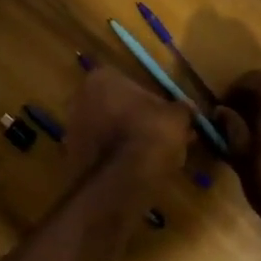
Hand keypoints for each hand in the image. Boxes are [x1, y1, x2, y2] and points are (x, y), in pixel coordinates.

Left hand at [69, 66, 190, 181]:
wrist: (120, 182)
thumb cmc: (149, 135)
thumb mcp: (176, 118)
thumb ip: (181, 109)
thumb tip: (188, 108)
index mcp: (101, 78)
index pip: (130, 83)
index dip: (151, 102)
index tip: (167, 118)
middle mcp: (80, 98)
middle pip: (115, 106)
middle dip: (138, 120)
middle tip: (162, 137)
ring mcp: (72, 127)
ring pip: (107, 130)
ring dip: (127, 140)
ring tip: (154, 157)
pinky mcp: (72, 156)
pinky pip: (101, 152)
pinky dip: (116, 158)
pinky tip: (136, 171)